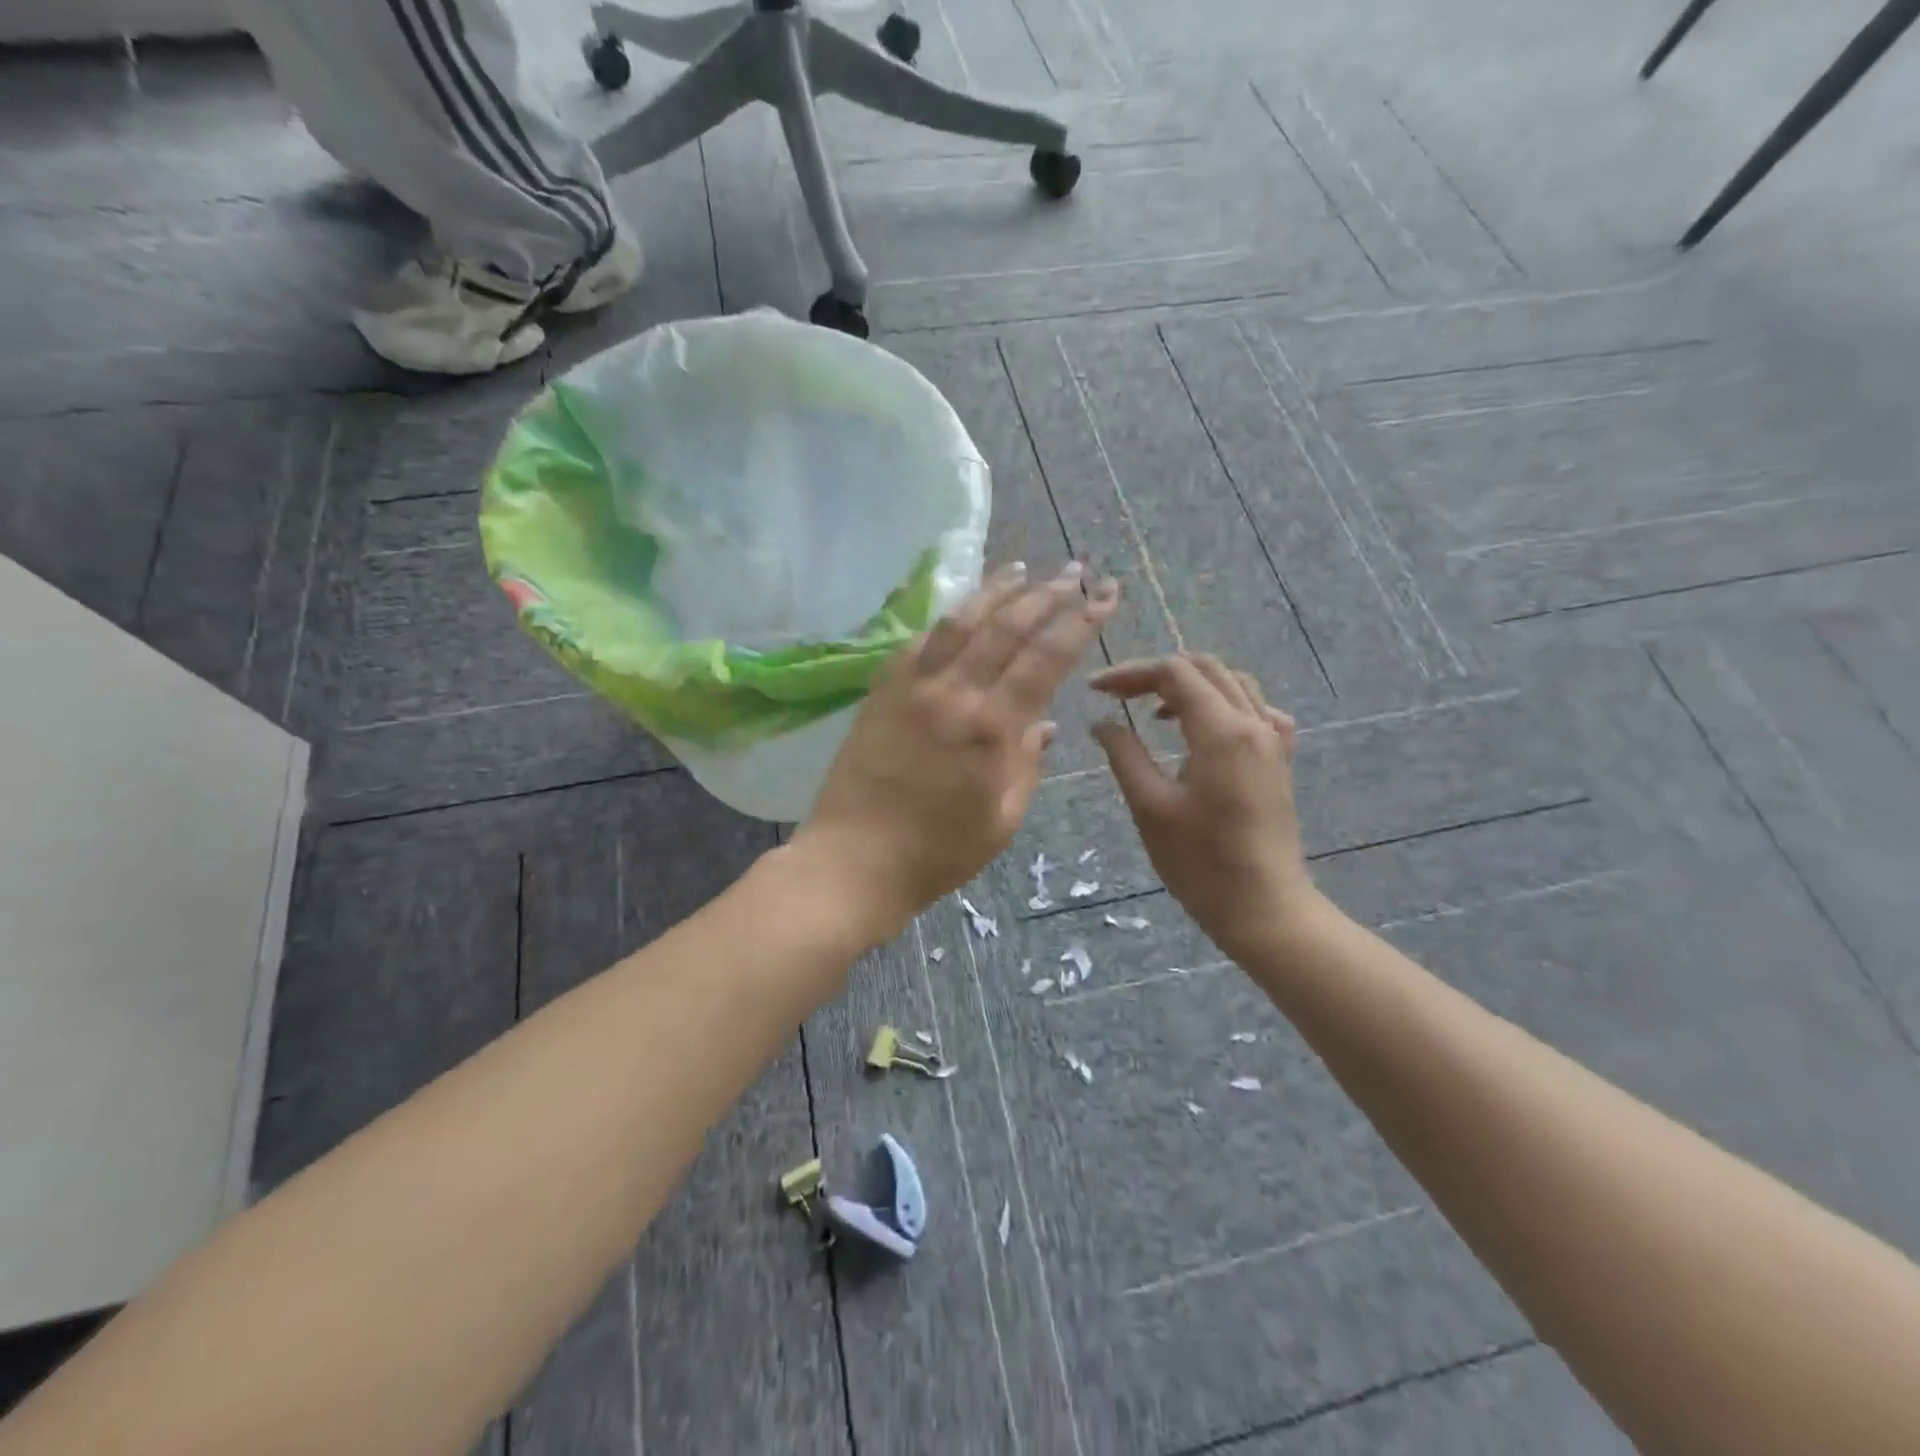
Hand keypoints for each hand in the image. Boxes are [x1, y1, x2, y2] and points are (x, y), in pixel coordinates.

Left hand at [795, 562, 1120, 942]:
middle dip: (1044, 593)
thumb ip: (1027, 763)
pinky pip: (918, 642)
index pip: (1044, 657)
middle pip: (1005, 626)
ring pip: (958, 621)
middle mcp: (952, 692)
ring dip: (993, 590)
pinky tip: (960, 612)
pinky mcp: (880, 691)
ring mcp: (910, 687)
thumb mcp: (1003, 818)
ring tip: (1020, 569)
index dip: (1079, 622)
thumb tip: (1043, 723)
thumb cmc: (938, 852)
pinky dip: (946, 620)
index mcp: (990, 726)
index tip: (1102, 596)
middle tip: (1072, 571)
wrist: (854, 861)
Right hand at [1089, 654, 1316, 960]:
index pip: (1174, 673)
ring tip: (1153, 710)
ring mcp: (1273, 741)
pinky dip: (1223, 703)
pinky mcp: (1279, 760)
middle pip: (1204, 668)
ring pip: (1232, 683)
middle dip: (1157, 673)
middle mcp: (1253, 723)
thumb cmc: (1200, 863)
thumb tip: (1102, 723)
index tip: (1095, 690)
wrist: (1264, 907)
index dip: (1130, 673)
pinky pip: (1256, 710)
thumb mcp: (1150, 807)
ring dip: (1190, 685)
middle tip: (1117, 695)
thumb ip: (1125, 755)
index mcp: (1221, 731)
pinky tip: (1205, 729)